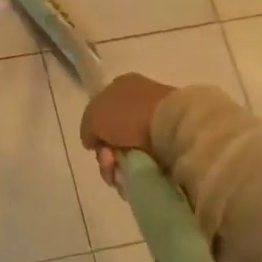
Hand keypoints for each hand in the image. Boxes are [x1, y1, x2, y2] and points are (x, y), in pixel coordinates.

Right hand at [79, 74, 175, 188]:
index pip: (101, 111)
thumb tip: (93, 141)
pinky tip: (138, 174)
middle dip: (107, 154)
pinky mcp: (173, 141)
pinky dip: (139, 170)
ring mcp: (158, 121)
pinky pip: (148, 161)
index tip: (96, 146)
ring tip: (123, 173)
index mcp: (122, 86)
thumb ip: (87, 128)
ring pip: (129, 151)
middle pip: (114, 136)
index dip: (96, 131)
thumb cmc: (128, 115)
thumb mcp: (93, 116)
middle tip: (109, 162)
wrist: (173, 127)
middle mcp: (139, 100)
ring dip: (120, 166)